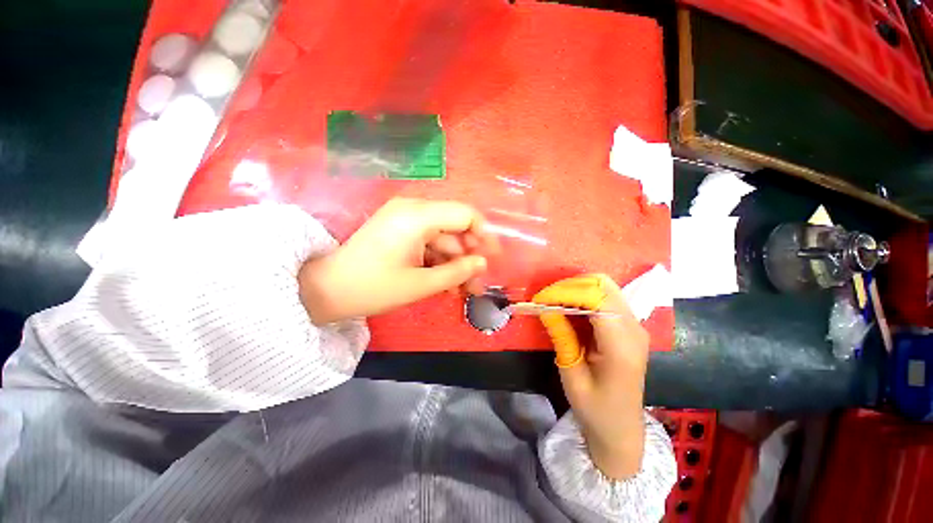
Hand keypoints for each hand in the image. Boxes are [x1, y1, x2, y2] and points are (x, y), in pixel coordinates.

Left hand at [299, 198, 497, 323]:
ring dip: (455, 264)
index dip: (483, 236)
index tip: (492, 260)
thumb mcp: (421, 284)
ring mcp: (406, 220)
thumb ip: (457, 272)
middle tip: (477, 285)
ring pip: (444, 239)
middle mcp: (414, 210)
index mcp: (418, 216)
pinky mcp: (401, 232)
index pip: (465, 215)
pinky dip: (440, 262)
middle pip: (455, 229)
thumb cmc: (372, 288)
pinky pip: (429, 243)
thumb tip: (483, 263)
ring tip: (464, 291)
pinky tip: (446, 284)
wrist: (326, 290)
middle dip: (469, 257)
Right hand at [534, 274, 649, 479]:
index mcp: (622, 346)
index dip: (565, 292)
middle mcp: (634, 329)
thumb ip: (562, 337)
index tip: (540, 298)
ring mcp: (635, 326)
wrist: (621, 429)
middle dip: (571, 285)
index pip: (596, 299)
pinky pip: (606, 299)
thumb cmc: (595, 409)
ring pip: (605, 288)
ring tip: (554, 301)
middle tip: (546, 297)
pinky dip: (584, 297)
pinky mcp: (629, 326)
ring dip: (577, 289)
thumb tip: (545, 307)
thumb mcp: (572, 376)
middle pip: (604, 285)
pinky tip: (568, 308)